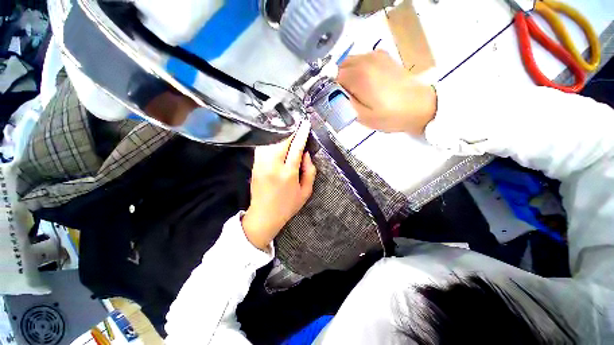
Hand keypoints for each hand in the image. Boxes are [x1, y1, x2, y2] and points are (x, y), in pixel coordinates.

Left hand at [242, 121, 316, 251]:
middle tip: (296, 125)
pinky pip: (262, 148)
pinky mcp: (255, 166)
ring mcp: (261, 165)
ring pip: (270, 142)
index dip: (301, 134)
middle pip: (281, 142)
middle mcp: (273, 166)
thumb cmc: (288, 205)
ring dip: (279, 134)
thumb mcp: (306, 192)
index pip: (296, 148)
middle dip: (290, 131)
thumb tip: (306, 154)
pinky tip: (275, 139)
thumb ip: (309, 172)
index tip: (305, 124)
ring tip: (286, 129)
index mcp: (288, 173)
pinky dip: (269, 140)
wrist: (264, 216)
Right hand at [337, 51, 436, 135]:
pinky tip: (365, 82)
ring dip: (347, 75)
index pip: (332, 77)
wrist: (420, 106)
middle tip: (343, 97)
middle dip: (337, 81)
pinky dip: (357, 69)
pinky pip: (361, 60)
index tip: (334, 99)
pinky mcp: (383, 56)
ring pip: (350, 62)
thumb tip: (335, 95)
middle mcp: (365, 60)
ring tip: (354, 91)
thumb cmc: (391, 116)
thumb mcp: (363, 117)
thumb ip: (345, 104)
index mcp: (359, 76)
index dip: (330, 88)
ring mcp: (375, 55)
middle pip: (340, 67)